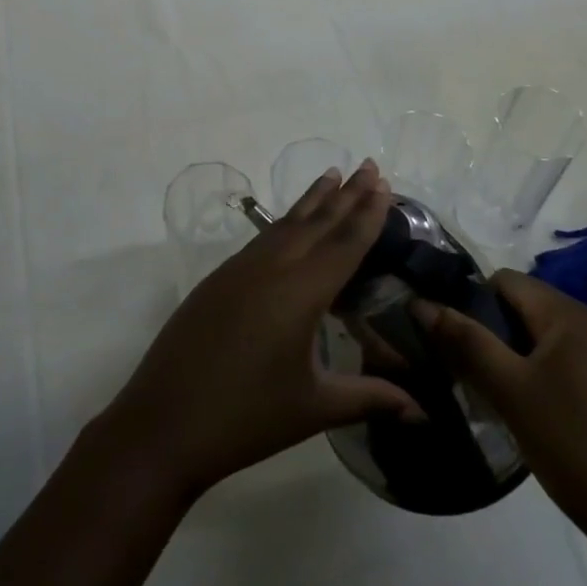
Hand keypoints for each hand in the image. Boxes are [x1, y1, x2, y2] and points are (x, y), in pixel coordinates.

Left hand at [97, 161, 421, 500]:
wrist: (164, 421)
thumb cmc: (246, 417)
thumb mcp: (313, 408)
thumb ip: (368, 398)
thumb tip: (422, 410)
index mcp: (299, 292)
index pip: (344, 243)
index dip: (367, 213)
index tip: (383, 182)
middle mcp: (271, 267)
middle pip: (316, 222)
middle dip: (346, 193)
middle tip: (369, 164)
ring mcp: (239, 269)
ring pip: (285, 224)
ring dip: (313, 199)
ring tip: (333, 174)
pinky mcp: (219, 278)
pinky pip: (263, 239)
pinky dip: (286, 223)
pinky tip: (292, 223)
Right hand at [413, 271, 586, 569]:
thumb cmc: (576, 448)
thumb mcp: (510, 392)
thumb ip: (465, 341)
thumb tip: (420, 302)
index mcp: (571, 315)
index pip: (505, 280)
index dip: (471, 301)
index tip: (451, 340)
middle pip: (526, 308)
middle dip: (492, 332)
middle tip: (468, 372)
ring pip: (547, 339)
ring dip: (516, 358)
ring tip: (496, 396)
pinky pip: (570, 365)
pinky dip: (544, 377)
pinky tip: (535, 416)